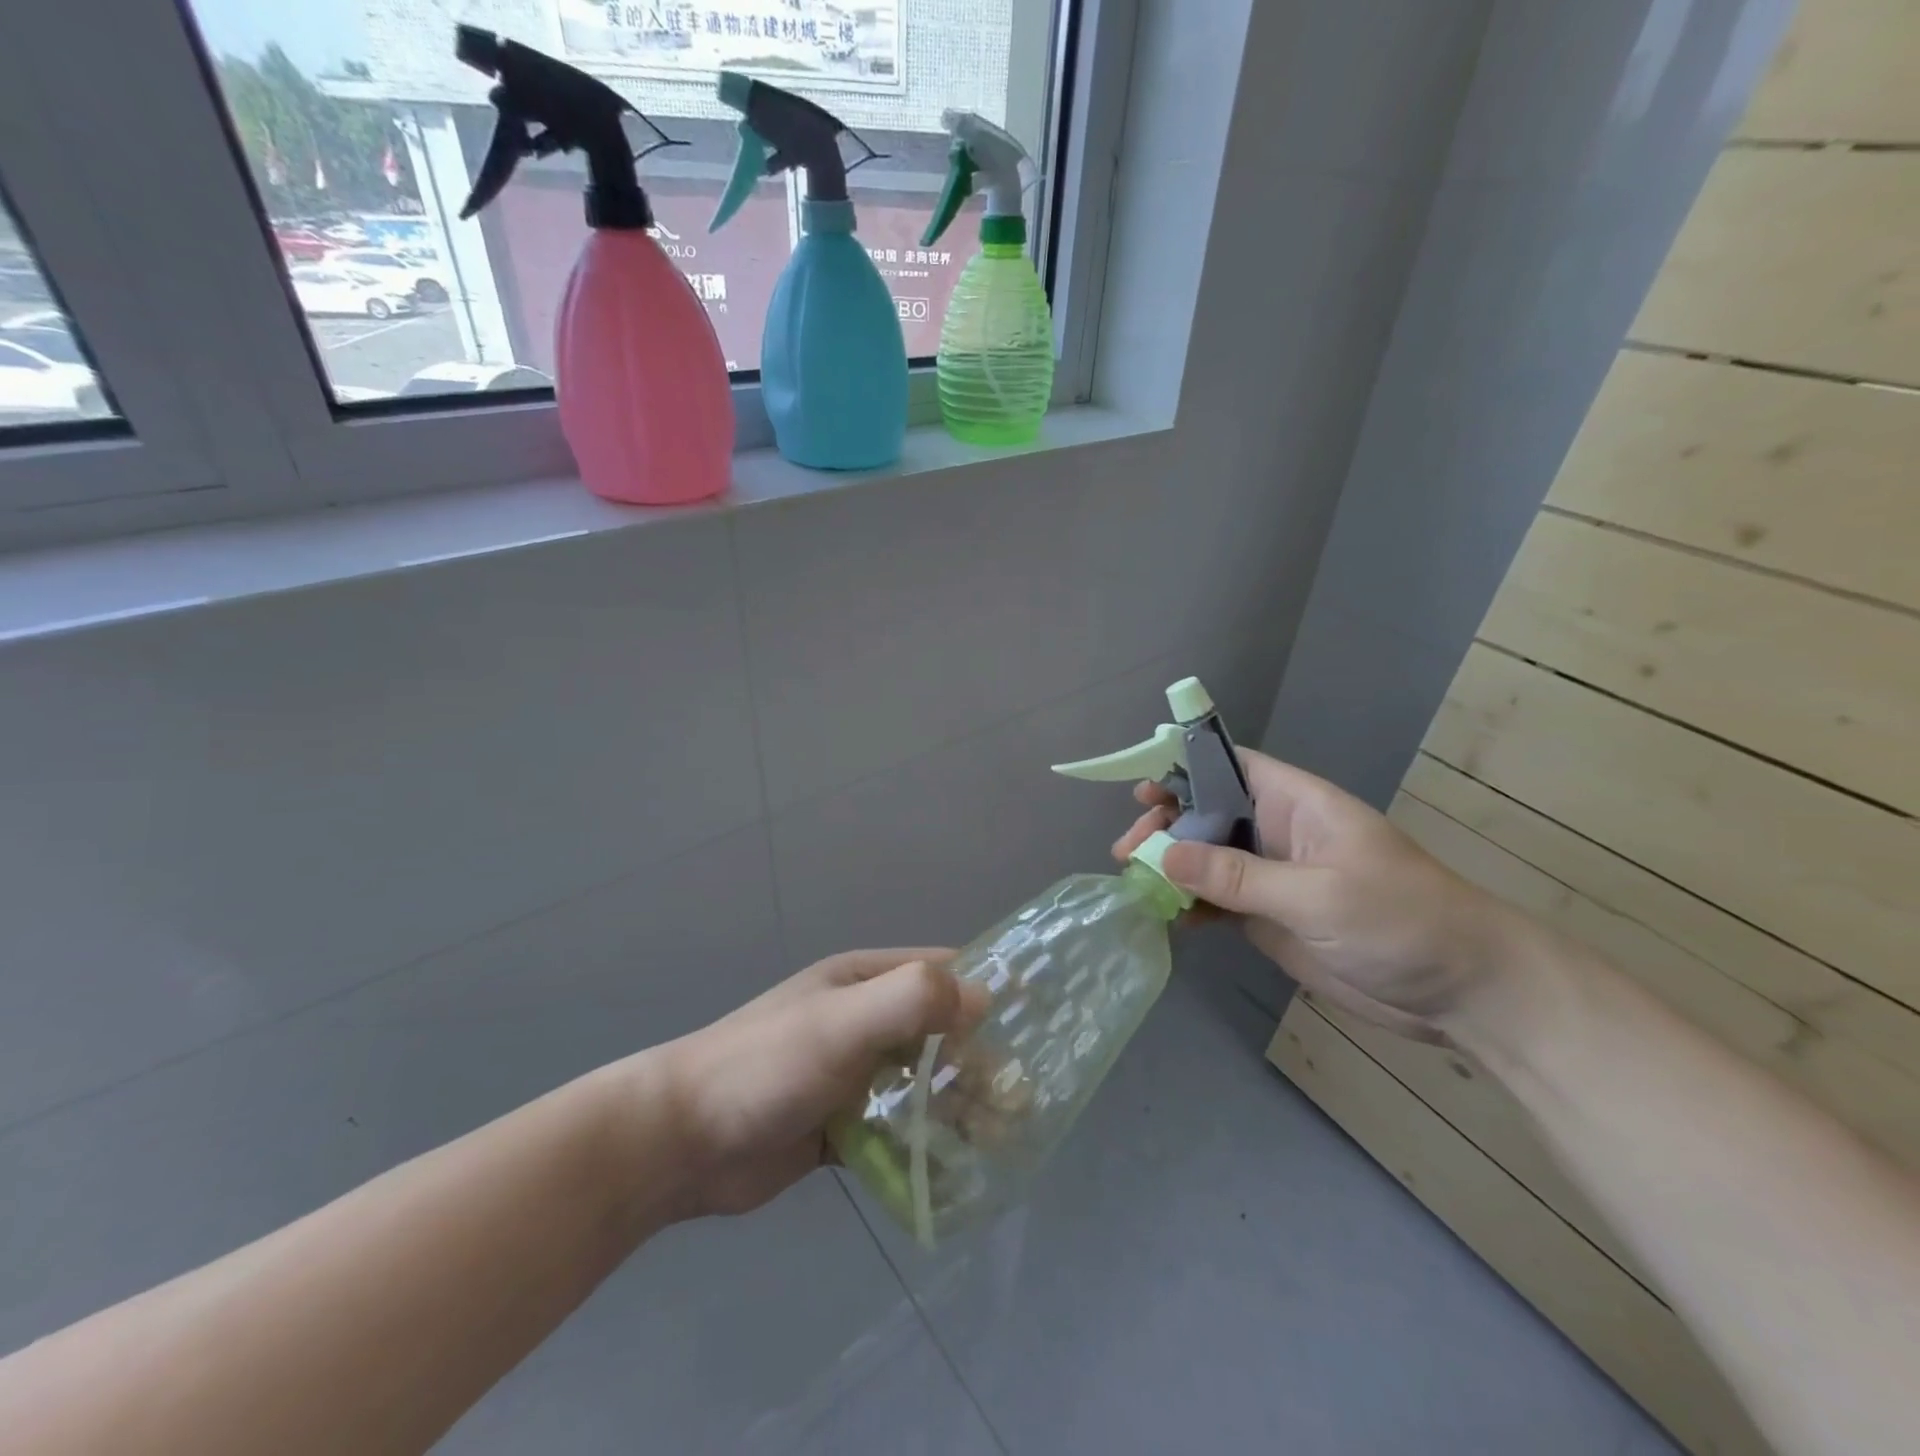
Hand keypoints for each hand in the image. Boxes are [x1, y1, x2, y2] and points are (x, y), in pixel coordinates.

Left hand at [652, 950, 988, 1217]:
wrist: (680, 1141)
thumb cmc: (766, 1065)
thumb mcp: (842, 1021)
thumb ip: (911, 999)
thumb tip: (983, 997)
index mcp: (864, 981)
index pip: (940, 972)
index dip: (985, 991)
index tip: (1035, 1023)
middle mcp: (863, 1021)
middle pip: (939, 1033)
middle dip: (979, 1062)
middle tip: (1019, 1103)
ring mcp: (852, 1074)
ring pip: (923, 1083)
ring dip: (959, 1106)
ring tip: (997, 1141)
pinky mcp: (841, 1125)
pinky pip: (898, 1127)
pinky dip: (926, 1142)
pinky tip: (955, 1169)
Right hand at [1114, 750, 1517, 1042]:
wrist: (1462, 992)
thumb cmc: (1400, 920)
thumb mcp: (1317, 894)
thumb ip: (1237, 876)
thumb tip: (1163, 855)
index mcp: (1295, 804)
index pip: (1229, 766)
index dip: (1183, 767)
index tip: (1141, 788)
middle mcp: (1276, 832)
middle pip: (1206, 813)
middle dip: (1165, 825)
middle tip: (1128, 851)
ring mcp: (1272, 877)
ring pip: (1206, 858)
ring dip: (1169, 866)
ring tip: (1133, 882)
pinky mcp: (1270, 917)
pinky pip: (1218, 901)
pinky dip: (1189, 904)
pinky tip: (1166, 916)